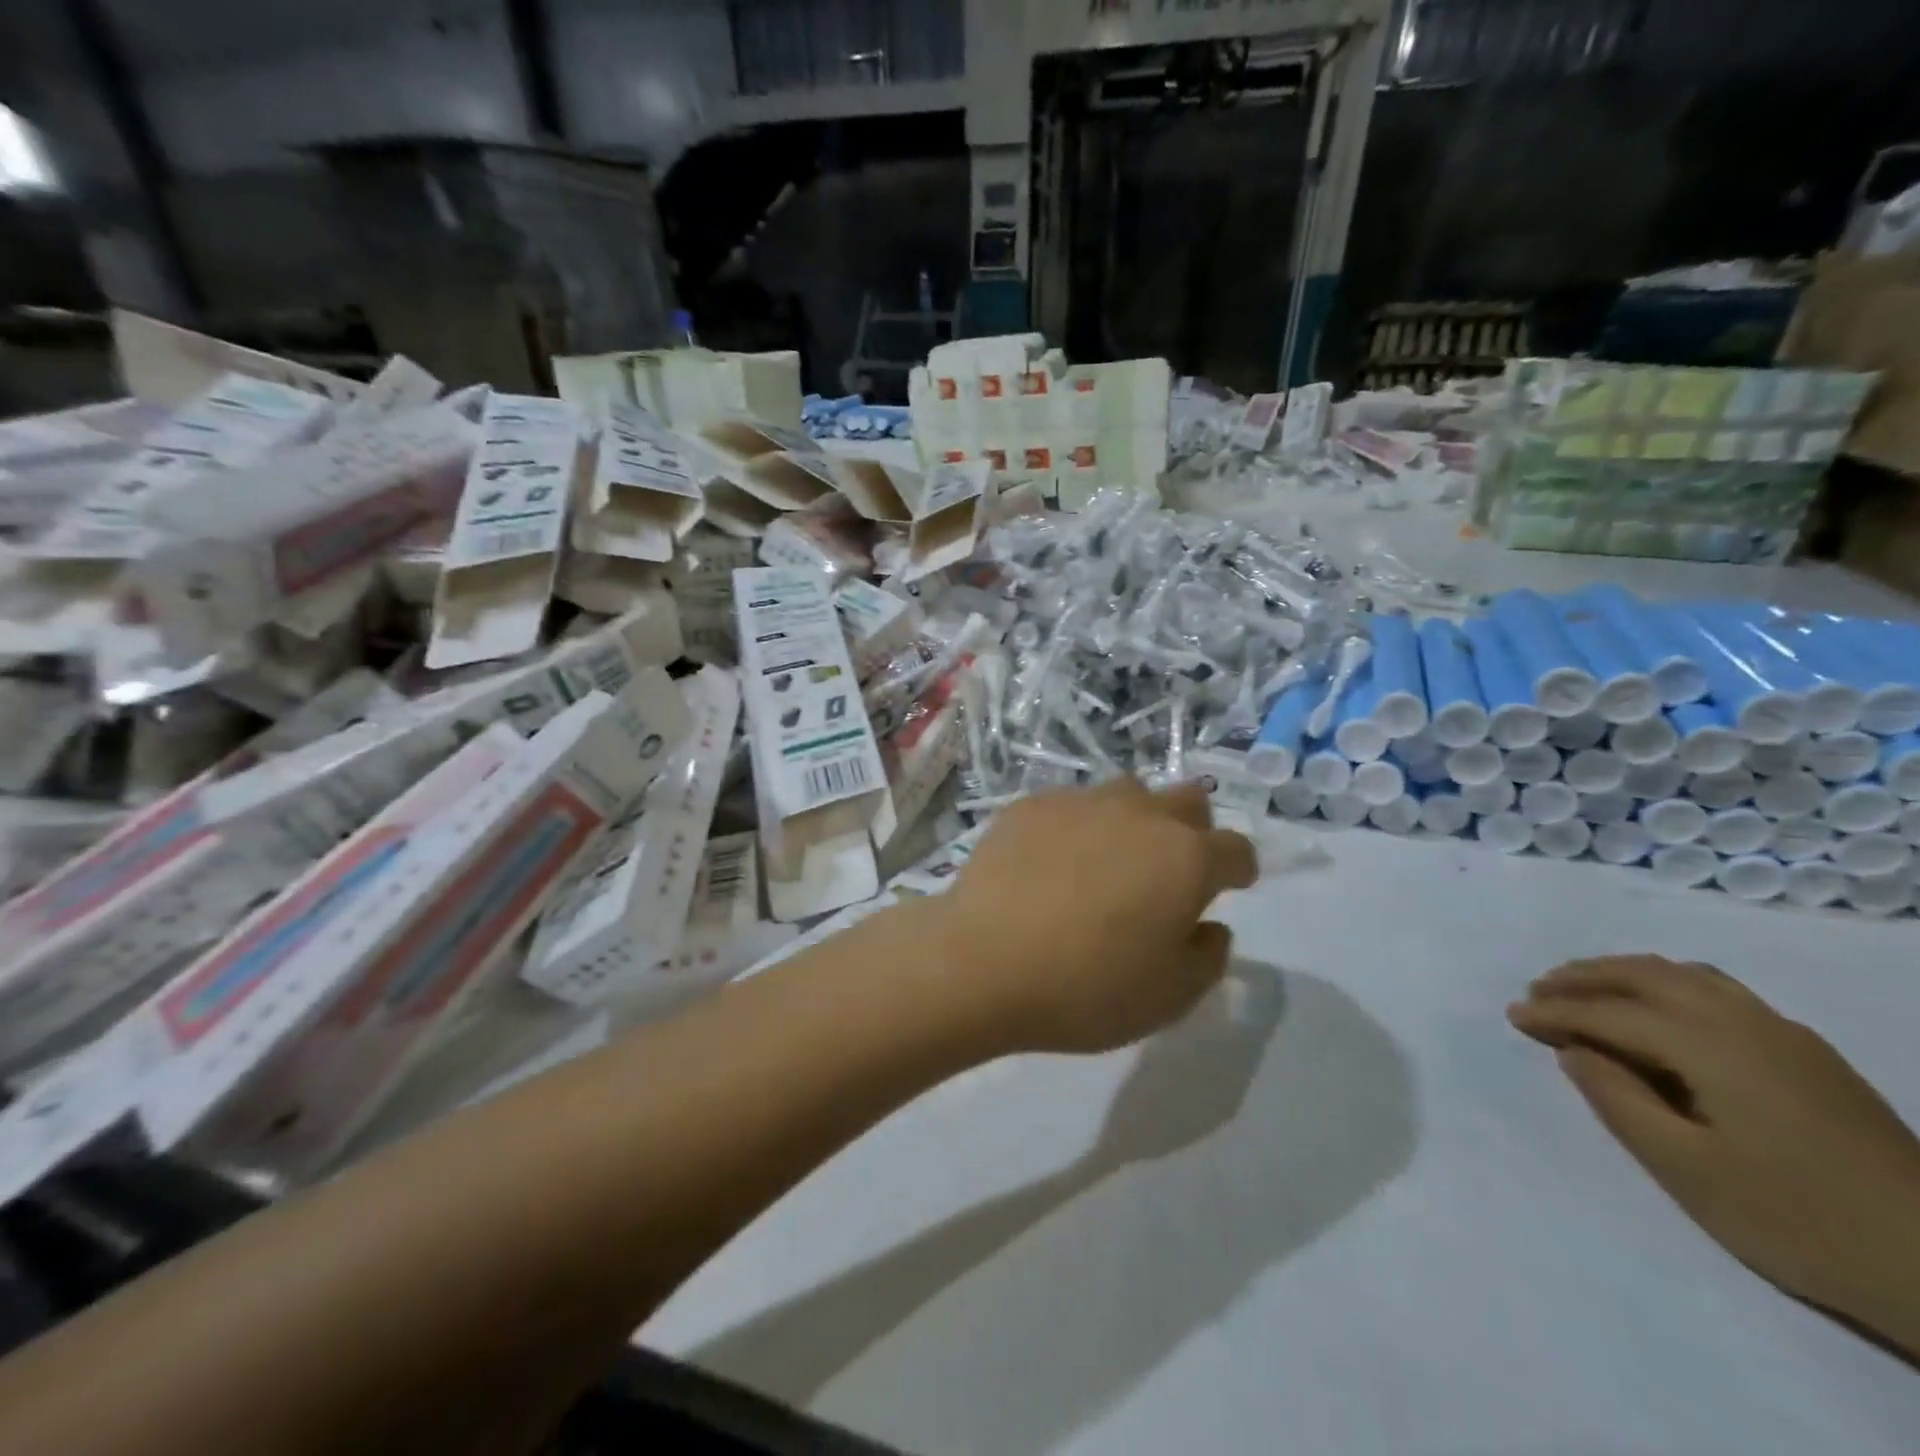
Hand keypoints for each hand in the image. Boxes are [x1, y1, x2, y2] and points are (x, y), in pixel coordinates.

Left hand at [924, 778, 1257, 1056]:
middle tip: (1169, 870)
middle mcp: (1140, 815)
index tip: (1230, 887)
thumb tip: (1209, 926)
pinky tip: (1051, 862)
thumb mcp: (1169, 997)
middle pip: (1188, 800)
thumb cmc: (1086, 988)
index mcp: (1186, 858)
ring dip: (1134, 820)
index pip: (1236, 849)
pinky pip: (1070, 805)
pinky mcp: (1030, 805)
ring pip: (1128, 793)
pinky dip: (1076, 827)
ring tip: (1108, 861)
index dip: (1238, 870)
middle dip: (1192, 829)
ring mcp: (1081, 802)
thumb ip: (1207, 957)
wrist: (981, 961)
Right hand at [1509, 956, 1919, 1349]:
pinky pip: (1717, 989)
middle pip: (1646, 975)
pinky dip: (1669, 983)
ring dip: (1625, 973)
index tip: (1512, 1015)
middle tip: (1538, 990)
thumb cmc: (1798, 1219)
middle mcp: (1743, 1021)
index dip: (1555, 1012)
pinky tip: (1662, 1009)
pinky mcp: (1808, 1052)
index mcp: (1709, 1045)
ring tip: (1588, 989)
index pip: (1610, 1014)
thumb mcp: (1688, 1170)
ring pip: (1684, 974)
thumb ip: (1619, 1100)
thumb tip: (1575, 1051)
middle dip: (1584, 977)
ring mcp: (1783, 1033)